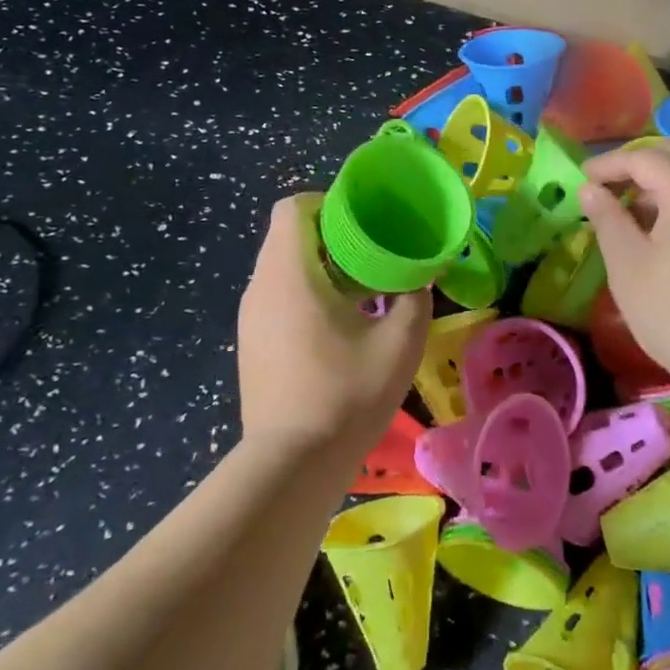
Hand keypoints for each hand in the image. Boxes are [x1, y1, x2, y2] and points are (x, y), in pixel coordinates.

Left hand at [236, 195, 429, 459]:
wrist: (291, 466)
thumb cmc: (345, 394)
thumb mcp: (399, 343)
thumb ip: (413, 299)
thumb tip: (419, 279)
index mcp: (289, 272)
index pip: (292, 207)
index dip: (326, 202)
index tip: (361, 220)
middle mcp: (260, 286)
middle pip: (287, 235)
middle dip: (329, 234)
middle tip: (370, 251)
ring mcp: (249, 317)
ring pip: (281, 266)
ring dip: (317, 265)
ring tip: (358, 287)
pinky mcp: (250, 343)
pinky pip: (276, 295)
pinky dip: (304, 292)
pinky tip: (336, 323)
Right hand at [580, 143, 669, 390]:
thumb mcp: (627, 262)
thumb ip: (606, 217)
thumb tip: (591, 190)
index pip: (643, 158)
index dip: (608, 164)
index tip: (581, 180)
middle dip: (635, 166)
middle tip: (603, 186)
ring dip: (657, 185)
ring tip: (626, 211)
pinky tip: (659, 232)